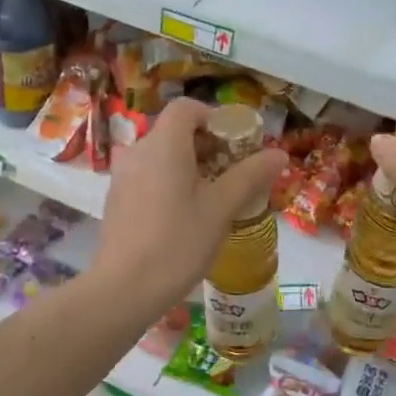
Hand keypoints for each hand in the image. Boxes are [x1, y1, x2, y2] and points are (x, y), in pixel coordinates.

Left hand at [91, 98, 286, 316]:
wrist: (124, 288)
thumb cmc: (178, 242)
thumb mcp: (221, 209)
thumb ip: (250, 176)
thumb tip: (279, 153)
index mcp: (163, 144)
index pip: (186, 108)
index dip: (213, 117)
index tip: (235, 143)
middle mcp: (138, 150)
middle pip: (174, 131)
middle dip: (206, 145)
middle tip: (233, 173)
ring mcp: (122, 175)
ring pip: (160, 155)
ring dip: (188, 166)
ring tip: (213, 197)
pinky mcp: (116, 199)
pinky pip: (147, 176)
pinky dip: (168, 182)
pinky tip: (184, 216)